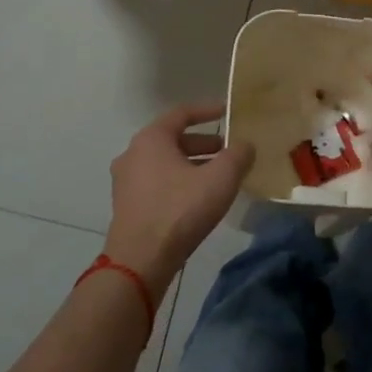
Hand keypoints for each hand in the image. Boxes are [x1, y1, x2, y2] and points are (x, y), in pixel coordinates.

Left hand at [103, 103, 254, 294]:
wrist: (140, 261)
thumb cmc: (180, 210)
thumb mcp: (220, 178)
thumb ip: (238, 155)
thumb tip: (245, 145)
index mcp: (151, 139)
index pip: (182, 113)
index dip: (208, 110)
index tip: (228, 111)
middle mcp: (133, 154)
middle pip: (173, 139)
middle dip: (203, 143)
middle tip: (228, 150)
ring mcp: (126, 182)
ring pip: (165, 163)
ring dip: (192, 164)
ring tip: (218, 176)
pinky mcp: (127, 206)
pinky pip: (158, 183)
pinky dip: (179, 182)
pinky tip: (199, 199)